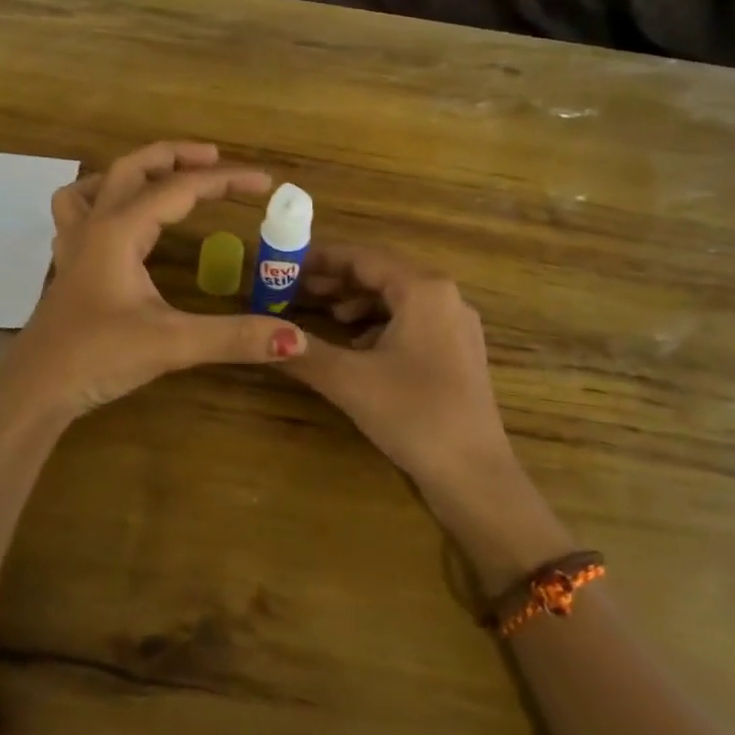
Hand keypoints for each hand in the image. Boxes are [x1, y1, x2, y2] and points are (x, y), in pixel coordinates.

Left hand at [2, 141, 306, 422]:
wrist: (35, 388)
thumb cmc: (97, 357)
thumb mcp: (172, 345)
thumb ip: (235, 337)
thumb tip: (297, 339)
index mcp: (119, 230)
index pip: (179, 189)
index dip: (225, 181)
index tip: (264, 182)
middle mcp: (95, 225)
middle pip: (132, 167)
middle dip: (176, 156)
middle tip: (216, 158)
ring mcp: (74, 243)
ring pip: (98, 184)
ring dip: (133, 171)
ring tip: (164, 177)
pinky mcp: (68, 264)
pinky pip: (78, 212)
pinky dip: (101, 199)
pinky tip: (118, 219)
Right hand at [283, 245, 515, 491]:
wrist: (475, 476)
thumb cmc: (413, 414)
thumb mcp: (350, 380)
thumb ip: (303, 351)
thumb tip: (259, 333)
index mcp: (423, 290)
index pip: (363, 258)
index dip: (321, 259)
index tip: (286, 264)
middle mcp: (445, 297)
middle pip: (381, 275)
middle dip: (337, 281)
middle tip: (295, 288)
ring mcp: (456, 325)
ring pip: (397, 299)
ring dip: (357, 303)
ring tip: (322, 313)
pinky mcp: (458, 352)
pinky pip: (411, 322)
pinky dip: (379, 325)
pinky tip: (357, 346)